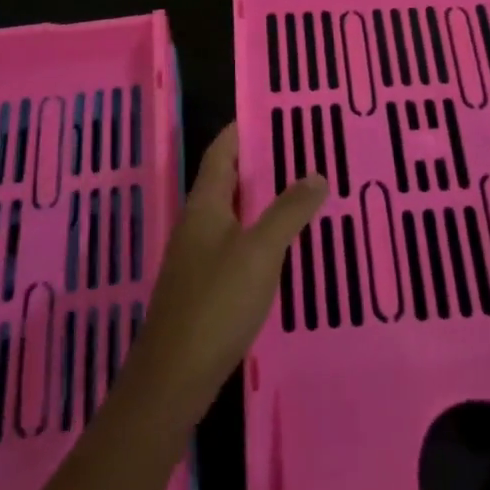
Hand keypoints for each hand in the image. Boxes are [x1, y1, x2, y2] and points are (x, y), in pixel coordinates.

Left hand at [129, 122, 325, 422]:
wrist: (174, 377)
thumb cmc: (216, 303)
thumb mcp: (260, 252)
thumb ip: (288, 211)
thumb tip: (316, 174)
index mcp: (204, 205)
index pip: (221, 151)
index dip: (242, 129)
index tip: (272, 111)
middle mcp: (197, 223)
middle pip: (227, 180)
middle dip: (259, 162)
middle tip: (300, 148)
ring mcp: (198, 256)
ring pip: (233, 213)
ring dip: (261, 199)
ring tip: (300, 190)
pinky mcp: (204, 286)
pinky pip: (235, 243)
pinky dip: (258, 233)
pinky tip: (283, 245)